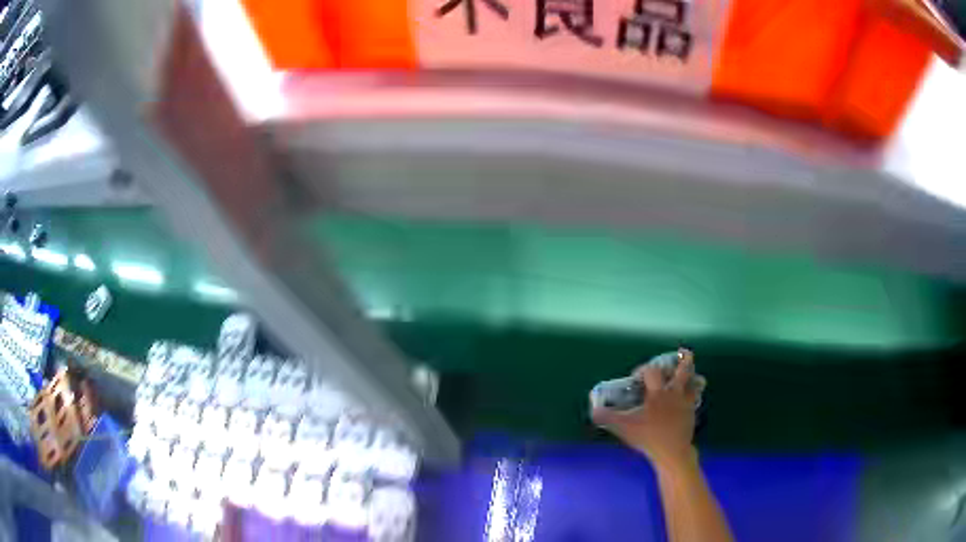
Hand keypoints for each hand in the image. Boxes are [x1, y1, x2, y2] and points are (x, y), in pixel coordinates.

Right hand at [591, 349, 704, 468]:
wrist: (672, 452)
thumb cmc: (648, 437)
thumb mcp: (624, 428)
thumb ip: (607, 418)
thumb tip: (594, 411)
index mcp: (658, 392)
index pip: (652, 371)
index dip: (643, 369)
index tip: (635, 377)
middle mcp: (674, 392)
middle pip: (684, 369)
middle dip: (683, 359)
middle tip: (681, 352)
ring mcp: (686, 401)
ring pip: (696, 381)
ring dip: (693, 374)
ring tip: (690, 372)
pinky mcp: (692, 411)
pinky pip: (697, 396)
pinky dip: (695, 391)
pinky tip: (690, 394)